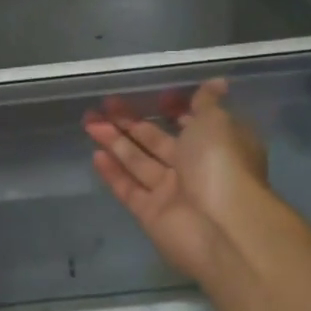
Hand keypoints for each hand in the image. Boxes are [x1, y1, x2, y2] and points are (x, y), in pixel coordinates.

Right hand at [84, 79, 267, 280]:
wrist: (221, 227)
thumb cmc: (222, 163)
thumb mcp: (217, 121)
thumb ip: (207, 102)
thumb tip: (216, 83)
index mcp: (217, 144)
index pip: (192, 122)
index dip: (173, 108)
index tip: (153, 96)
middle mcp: (196, 167)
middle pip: (158, 140)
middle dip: (131, 121)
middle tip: (104, 103)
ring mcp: (172, 192)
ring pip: (139, 161)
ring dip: (115, 141)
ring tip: (89, 121)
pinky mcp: (151, 213)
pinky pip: (129, 188)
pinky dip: (113, 173)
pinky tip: (95, 154)